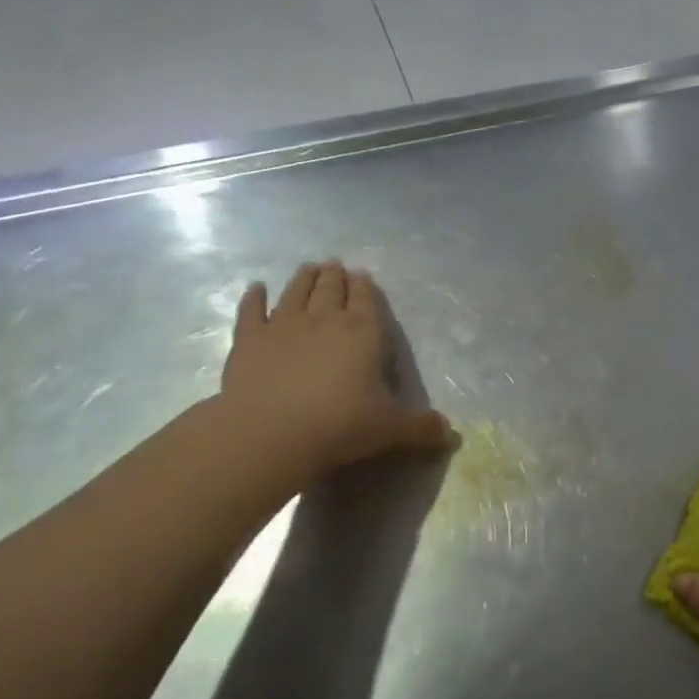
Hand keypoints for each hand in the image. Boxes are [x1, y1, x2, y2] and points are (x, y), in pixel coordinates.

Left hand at [217, 261, 452, 480]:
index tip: (362, 274)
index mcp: (363, 333)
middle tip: (334, 265)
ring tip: (308, 267)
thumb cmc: (341, 425)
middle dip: (335, 276)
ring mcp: (283, 326)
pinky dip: (253, 298)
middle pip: (330, 290)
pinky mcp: (249, 340)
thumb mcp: (391, 429)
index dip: (365, 287)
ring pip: (295, 292)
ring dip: (303, 279)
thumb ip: (421, 428)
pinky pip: (252, 311)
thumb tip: (449, 433)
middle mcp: (324, 320)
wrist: (271, 432)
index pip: (366, 300)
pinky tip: (255, 288)